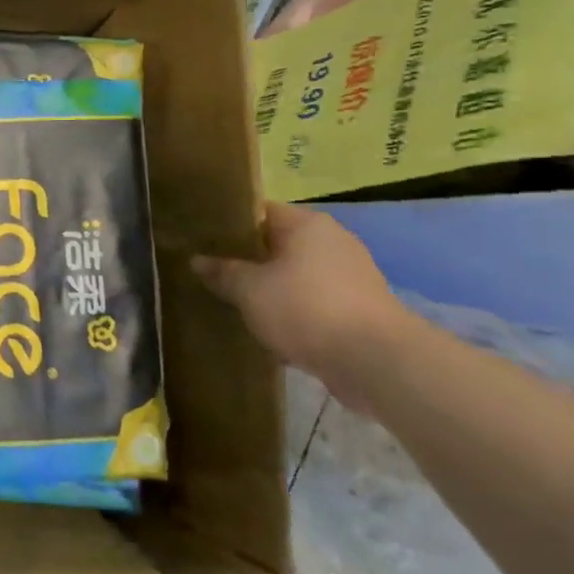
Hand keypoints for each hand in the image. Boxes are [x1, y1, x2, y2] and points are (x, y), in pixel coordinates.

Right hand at [192, 202, 412, 408]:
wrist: (375, 361)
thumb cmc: (305, 308)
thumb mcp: (249, 290)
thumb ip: (222, 272)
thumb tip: (197, 260)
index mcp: (306, 224)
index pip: (259, 212)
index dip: (229, 224)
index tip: (203, 239)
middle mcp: (332, 241)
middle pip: (278, 243)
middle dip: (249, 259)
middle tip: (213, 272)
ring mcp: (351, 275)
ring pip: (296, 274)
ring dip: (271, 287)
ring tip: (236, 301)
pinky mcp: (359, 308)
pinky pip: (314, 300)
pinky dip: (293, 310)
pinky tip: (269, 327)